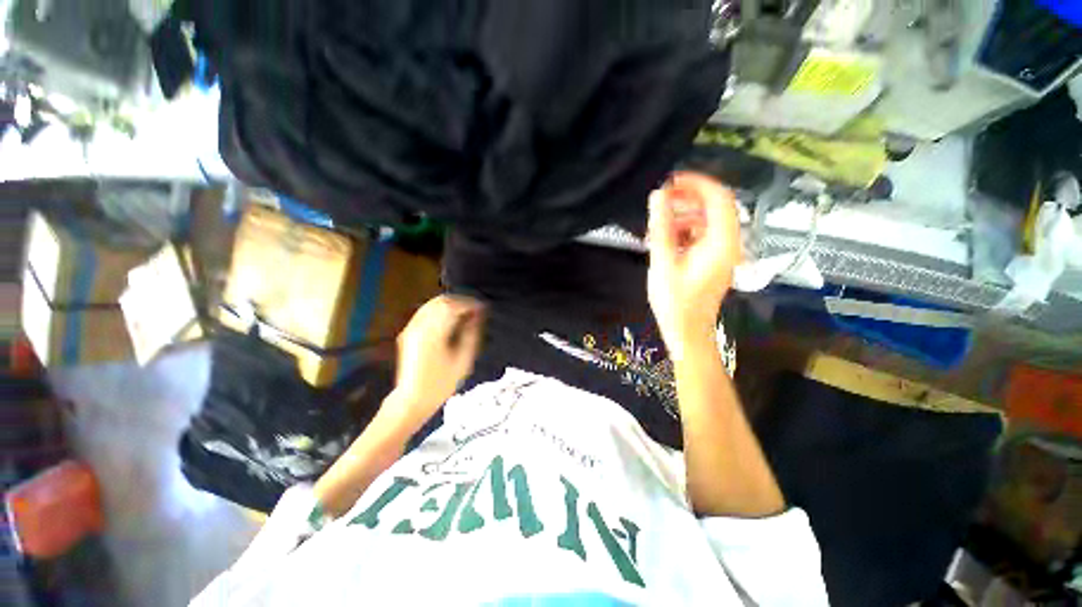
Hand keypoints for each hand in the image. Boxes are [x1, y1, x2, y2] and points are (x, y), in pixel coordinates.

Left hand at [389, 295, 485, 422]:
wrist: (411, 400)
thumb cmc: (441, 384)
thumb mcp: (463, 360)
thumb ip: (471, 334)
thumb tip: (477, 316)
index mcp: (433, 333)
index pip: (453, 306)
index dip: (470, 303)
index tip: (482, 308)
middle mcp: (419, 326)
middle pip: (441, 301)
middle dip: (460, 301)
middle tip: (475, 309)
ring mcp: (411, 328)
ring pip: (432, 304)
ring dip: (450, 304)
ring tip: (466, 313)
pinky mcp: (408, 333)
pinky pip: (425, 312)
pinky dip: (440, 310)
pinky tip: (451, 319)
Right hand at [647, 172, 741, 359]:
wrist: (687, 331)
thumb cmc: (675, 302)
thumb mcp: (663, 263)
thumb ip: (661, 227)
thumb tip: (658, 195)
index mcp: (721, 242)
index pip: (719, 198)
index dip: (697, 183)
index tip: (671, 181)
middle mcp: (729, 243)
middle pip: (715, 207)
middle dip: (688, 198)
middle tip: (661, 199)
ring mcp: (723, 252)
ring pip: (707, 220)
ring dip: (684, 215)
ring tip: (658, 223)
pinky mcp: (714, 260)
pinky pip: (702, 235)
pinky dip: (685, 230)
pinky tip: (665, 238)